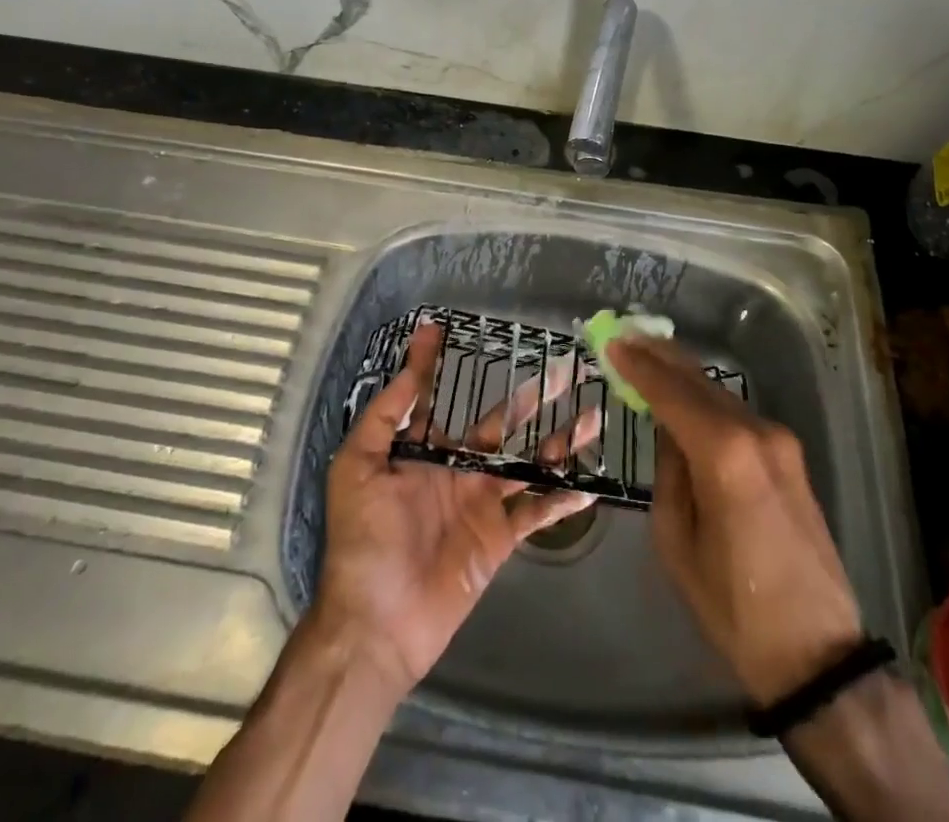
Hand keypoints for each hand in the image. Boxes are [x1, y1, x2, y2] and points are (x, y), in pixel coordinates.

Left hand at [314, 317, 601, 692]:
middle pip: (500, 423)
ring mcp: (481, 502)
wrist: (376, 623)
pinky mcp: (498, 538)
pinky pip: (535, 512)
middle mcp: (456, 469)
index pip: (433, 397)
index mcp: (422, 452)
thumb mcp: (357, 468)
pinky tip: (589, 483)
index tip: (441, 326)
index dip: (433, 362)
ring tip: (592, 416)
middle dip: (531, 396)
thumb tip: (408, 370)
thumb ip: (384, 419)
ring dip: (559, 441)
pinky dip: (561, 499)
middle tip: (563, 368)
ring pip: (527, 461)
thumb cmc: (363, 539)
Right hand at [608, 336, 863, 707]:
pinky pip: (736, 414)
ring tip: (647, 356)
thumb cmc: (732, 605)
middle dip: (660, 355)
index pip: (671, 392)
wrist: (818, 654)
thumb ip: (669, 472)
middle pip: (698, 380)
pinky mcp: (791, 455)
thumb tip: (668, 431)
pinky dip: (705, 398)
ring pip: (719, 393)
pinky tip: (684, 395)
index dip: (638, 365)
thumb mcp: (677, 540)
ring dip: (682, 374)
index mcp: (723, 454)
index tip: (611, 342)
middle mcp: (756, 432)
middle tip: (625, 336)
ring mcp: (779, 441)